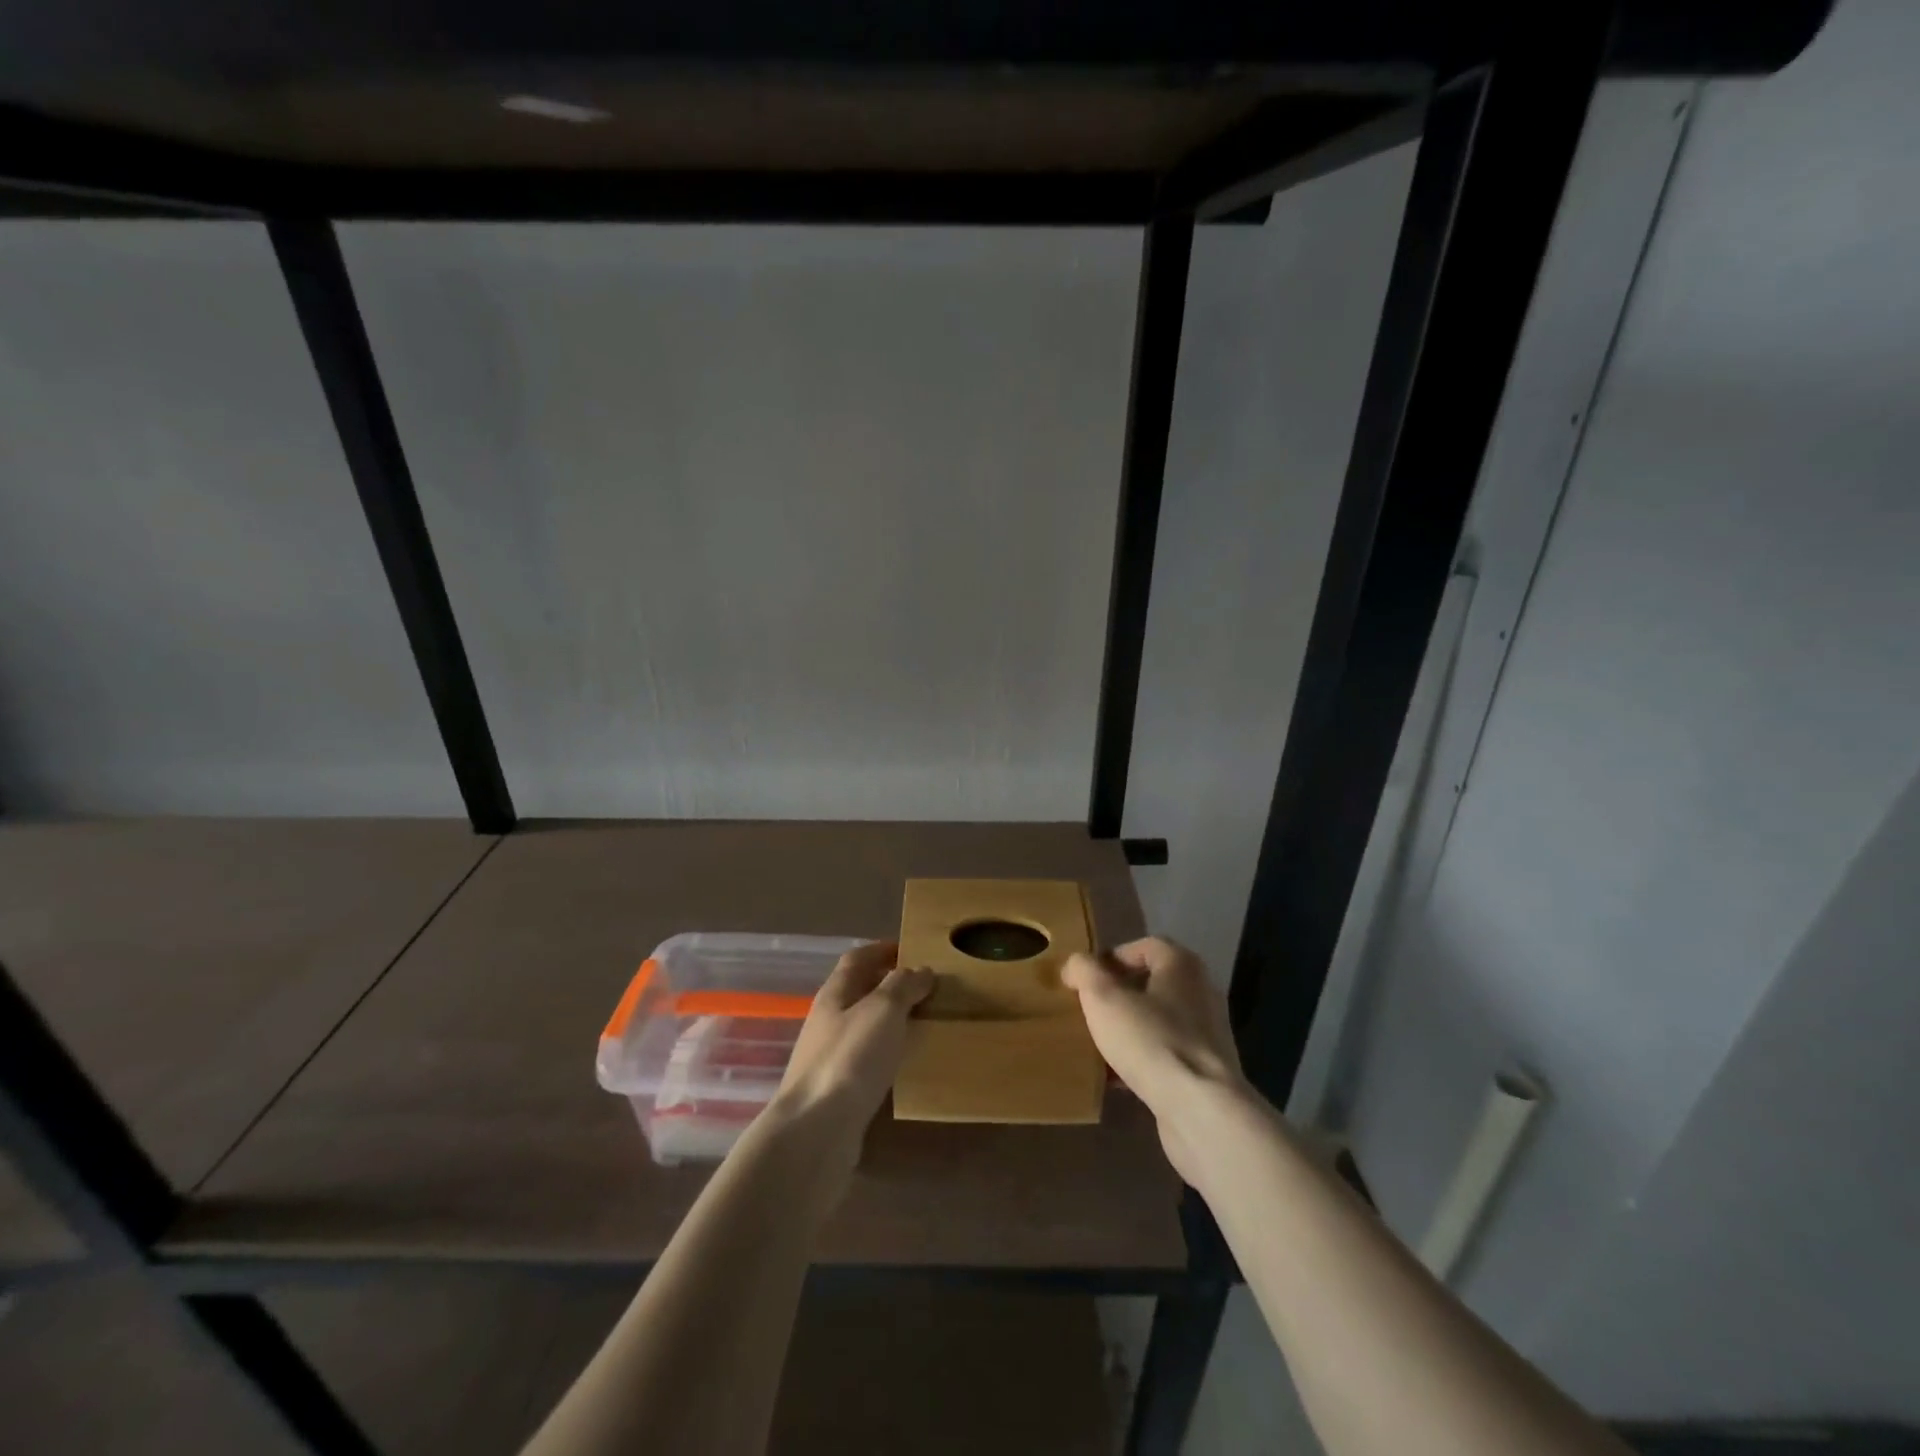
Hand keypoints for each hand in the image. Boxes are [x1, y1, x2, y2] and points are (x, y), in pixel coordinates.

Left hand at [774, 940, 932, 1139]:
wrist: (815, 1131)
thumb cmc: (850, 1059)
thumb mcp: (882, 1011)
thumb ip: (902, 986)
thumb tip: (920, 970)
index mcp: (834, 994)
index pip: (857, 959)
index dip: (882, 949)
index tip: (912, 949)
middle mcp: (827, 1021)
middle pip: (858, 992)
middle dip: (889, 985)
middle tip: (927, 987)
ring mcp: (829, 1057)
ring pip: (863, 1027)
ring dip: (890, 1021)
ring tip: (924, 1023)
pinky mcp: (836, 1091)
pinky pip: (865, 1060)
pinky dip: (886, 1054)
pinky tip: (905, 1064)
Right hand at [1064, 937, 1245, 1184]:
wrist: (1201, 1110)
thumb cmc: (1151, 1040)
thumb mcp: (1103, 997)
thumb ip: (1084, 971)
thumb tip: (1076, 964)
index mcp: (1182, 965)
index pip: (1145, 946)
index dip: (1112, 958)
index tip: (1086, 979)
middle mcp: (1200, 993)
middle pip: (1152, 984)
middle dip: (1118, 995)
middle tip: (1089, 1009)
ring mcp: (1208, 1034)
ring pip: (1158, 1021)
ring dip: (1129, 1029)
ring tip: (1098, 1043)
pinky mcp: (1206, 1071)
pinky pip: (1166, 1055)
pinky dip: (1142, 1060)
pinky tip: (1116, 1078)